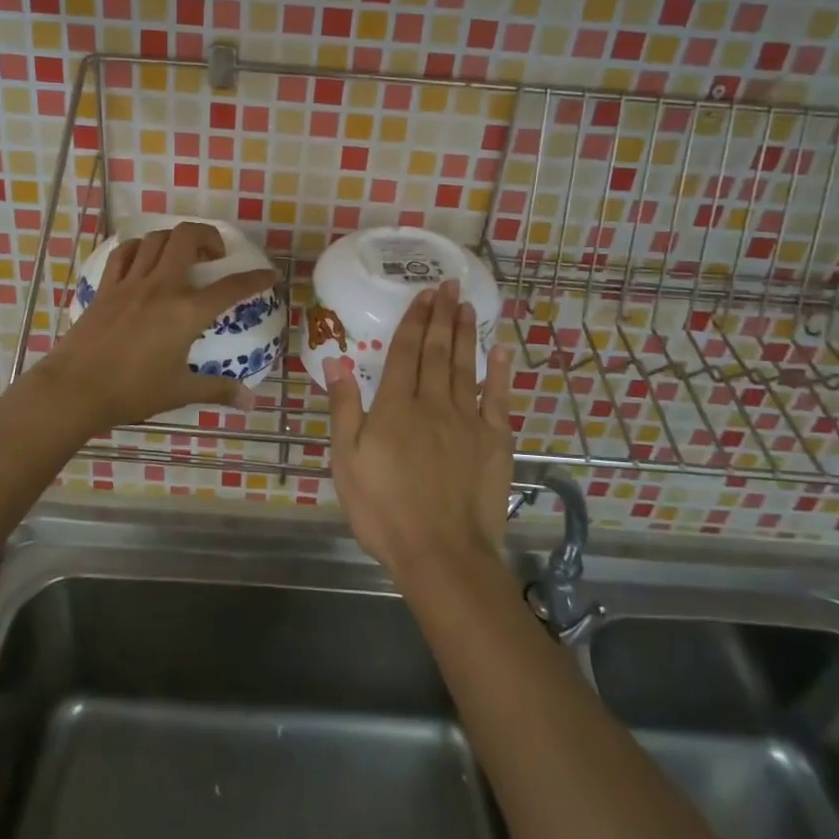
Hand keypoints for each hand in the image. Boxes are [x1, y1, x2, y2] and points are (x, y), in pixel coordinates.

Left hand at [41, 221, 278, 432]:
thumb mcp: (180, 392)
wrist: (75, 389)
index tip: (270, 274)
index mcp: (186, 312)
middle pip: (188, 237)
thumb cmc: (132, 391)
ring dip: (175, 239)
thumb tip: (249, 401)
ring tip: (182, 255)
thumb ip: (217, 390)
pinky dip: (139, 248)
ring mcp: (131, 282)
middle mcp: (162, 286)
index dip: (255, 278)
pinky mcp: (106, 287)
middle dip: (209, 236)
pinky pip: (125, 253)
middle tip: (216, 255)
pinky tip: (144, 258)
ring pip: (156, 238)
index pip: (231, 288)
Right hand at [325, 279, 515, 580]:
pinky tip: (501, 350)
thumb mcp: (346, 461)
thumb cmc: (384, 510)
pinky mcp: (494, 442)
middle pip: (438, 351)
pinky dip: (500, 372)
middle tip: (449, 286)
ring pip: (466, 366)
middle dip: (442, 315)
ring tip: (468, 305)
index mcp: (395, 407)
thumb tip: (336, 360)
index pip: (405, 352)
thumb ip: (344, 407)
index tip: (424, 294)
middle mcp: (433, 403)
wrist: (441, 553)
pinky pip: (498, 398)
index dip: (414, 320)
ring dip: (466, 333)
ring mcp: (468, 421)